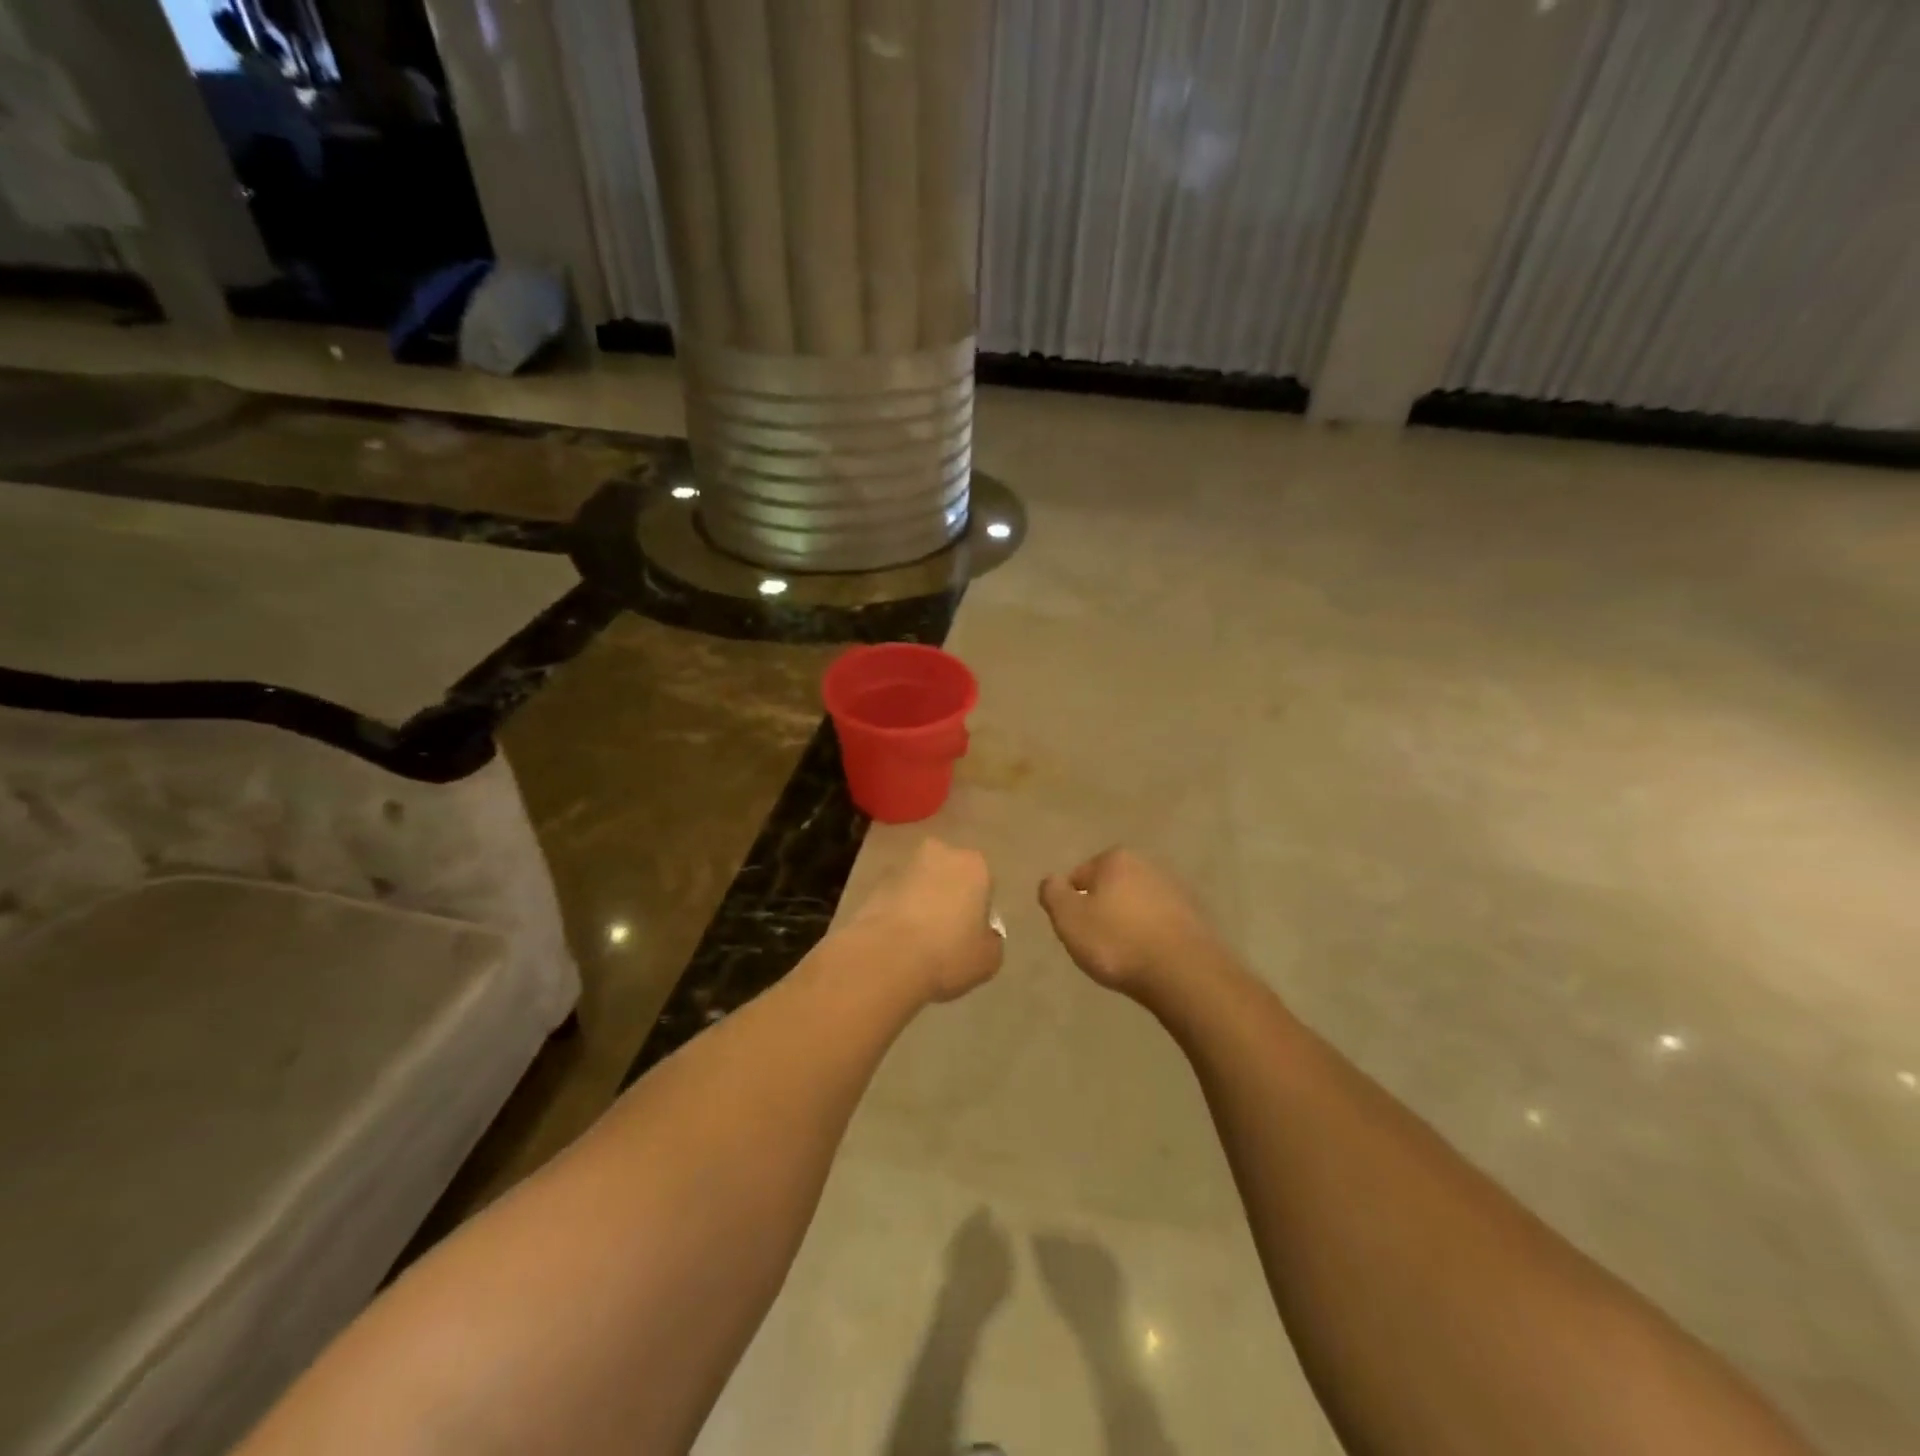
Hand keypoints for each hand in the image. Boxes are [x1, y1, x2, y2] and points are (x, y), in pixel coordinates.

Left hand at [842, 838, 1003, 1003]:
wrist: (886, 958)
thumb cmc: (948, 953)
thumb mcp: (988, 959)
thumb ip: (991, 940)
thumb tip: (983, 935)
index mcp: (974, 865)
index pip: (984, 884)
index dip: (978, 910)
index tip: (971, 935)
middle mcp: (940, 853)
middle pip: (950, 875)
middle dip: (948, 896)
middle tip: (946, 934)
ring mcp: (903, 866)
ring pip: (920, 884)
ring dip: (921, 902)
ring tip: (917, 942)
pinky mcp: (874, 883)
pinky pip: (895, 898)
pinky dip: (898, 913)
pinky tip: (897, 942)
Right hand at [1038, 848, 1219, 994]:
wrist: (1184, 974)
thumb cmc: (1117, 943)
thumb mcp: (1069, 919)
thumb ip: (1052, 893)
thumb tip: (1051, 880)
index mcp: (1116, 858)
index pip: (1079, 876)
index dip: (1072, 905)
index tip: (1077, 931)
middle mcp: (1148, 864)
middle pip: (1111, 888)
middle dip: (1102, 910)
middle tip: (1097, 944)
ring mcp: (1176, 889)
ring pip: (1137, 905)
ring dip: (1128, 923)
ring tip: (1124, 956)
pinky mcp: (1196, 916)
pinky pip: (1161, 923)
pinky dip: (1152, 936)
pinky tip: (1149, 959)